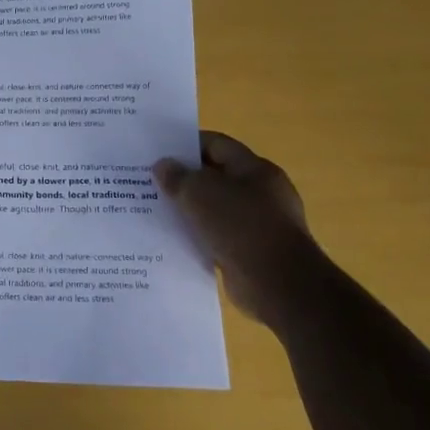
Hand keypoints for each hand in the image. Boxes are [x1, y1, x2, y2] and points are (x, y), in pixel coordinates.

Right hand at [153, 131, 327, 327]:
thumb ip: (178, 176)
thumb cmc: (241, 226)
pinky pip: (219, 237)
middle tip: (151, 181)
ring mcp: (259, 224)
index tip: (158, 151)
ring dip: (190, 210)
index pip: (216, 144)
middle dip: (185, 178)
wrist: (278, 285)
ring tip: (156, 210)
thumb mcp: (199, 193)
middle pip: (216, 176)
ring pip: (216, 209)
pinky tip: (175, 239)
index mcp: (255, 169)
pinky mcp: (253, 253)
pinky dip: (199, 236)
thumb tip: (163, 166)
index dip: (186, 145)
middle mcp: (261, 193)